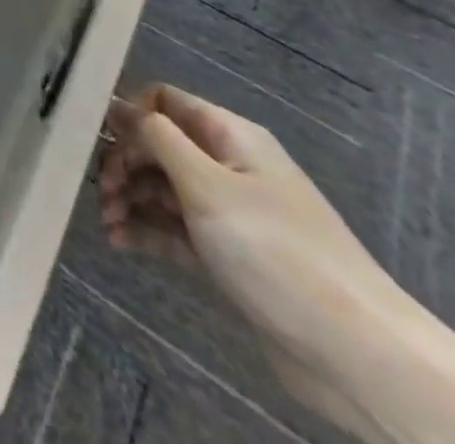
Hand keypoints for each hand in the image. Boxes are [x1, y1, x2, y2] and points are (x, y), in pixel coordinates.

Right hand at [100, 86, 411, 425]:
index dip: (129, 114)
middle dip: (124, 163)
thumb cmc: (274, 250)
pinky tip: (122, 244)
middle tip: (102, 191)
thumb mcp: (206, 184)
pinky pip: (176, 229)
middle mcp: (229, 166)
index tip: (97, 139)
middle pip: (160, 146)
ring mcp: (231, 212)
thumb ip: (156, 137)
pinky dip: (147, 232)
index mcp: (229, 136)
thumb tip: (118, 104)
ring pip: (163, 190)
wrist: (356, 354)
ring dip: (130, 200)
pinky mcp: (230, 255)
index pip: (165, 101)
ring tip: (108, 223)